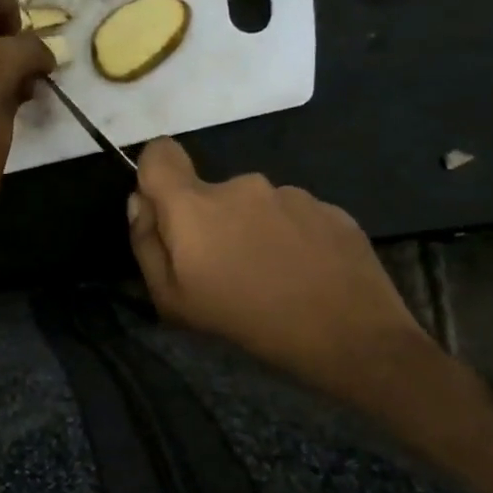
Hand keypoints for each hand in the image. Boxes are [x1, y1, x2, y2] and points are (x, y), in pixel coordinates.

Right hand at [127, 136, 433, 392]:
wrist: (352, 339)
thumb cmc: (247, 322)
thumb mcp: (173, 300)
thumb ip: (146, 243)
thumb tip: (140, 202)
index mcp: (195, 205)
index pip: (160, 154)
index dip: (155, 174)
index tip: (165, 210)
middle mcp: (241, 185)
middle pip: (209, 191)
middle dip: (210, 222)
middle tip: (227, 269)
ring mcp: (291, 193)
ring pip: (254, 205)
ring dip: (254, 230)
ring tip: (274, 277)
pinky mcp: (330, 209)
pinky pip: (294, 216)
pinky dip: (291, 238)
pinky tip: (306, 274)